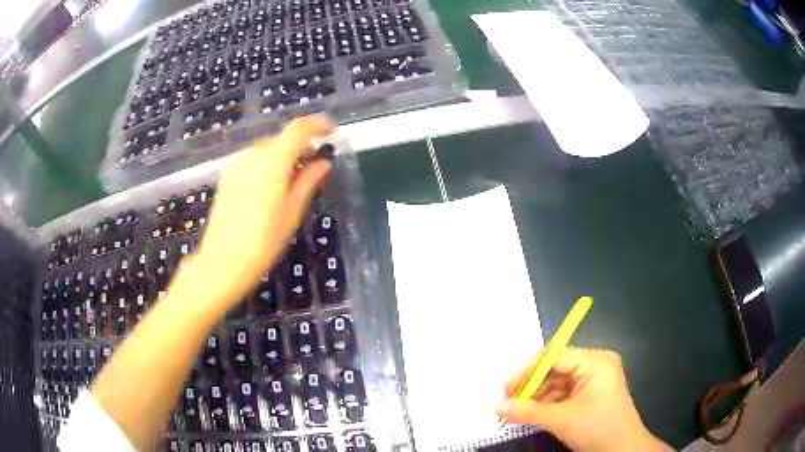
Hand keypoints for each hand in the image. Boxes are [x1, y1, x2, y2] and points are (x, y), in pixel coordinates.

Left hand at [190, 115, 333, 312]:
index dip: (317, 125)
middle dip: (301, 146)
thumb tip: (323, 163)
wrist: (222, 262)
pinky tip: (270, 187)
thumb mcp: (292, 212)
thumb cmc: (263, 242)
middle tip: (315, 165)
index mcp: (272, 162)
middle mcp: (252, 155)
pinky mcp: (227, 176)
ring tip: (293, 180)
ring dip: (283, 156)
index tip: (331, 130)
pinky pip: (252, 160)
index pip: (297, 129)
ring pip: (267, 149)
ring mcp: (236, 164)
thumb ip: (307, 181)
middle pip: (282, 139)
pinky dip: (267, 165)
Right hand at [495, 348, 670, 451]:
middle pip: (555, 368)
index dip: (528, 370)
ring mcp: (593, 380)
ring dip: (537, 396)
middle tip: (507, 400)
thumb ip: (527, 411)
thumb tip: (495, 405)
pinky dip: (547, 403)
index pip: (555, 356)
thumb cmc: (597, 429)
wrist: (622, 450)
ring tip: (516, 409)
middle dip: (531, 385)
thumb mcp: (561, 420)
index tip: (505, 387)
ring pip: (557, 382)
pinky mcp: (590, 394)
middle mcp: (595, 365)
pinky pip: (563, 393)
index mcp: (595, 361)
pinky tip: (531, 413)